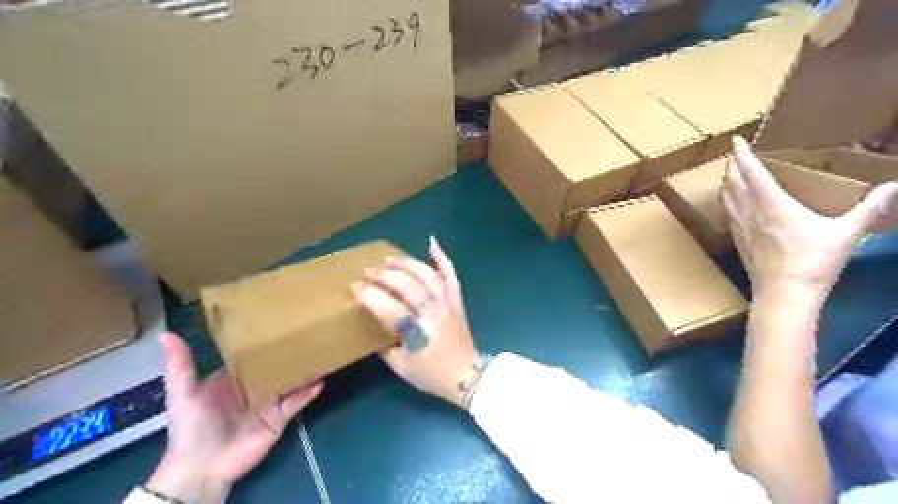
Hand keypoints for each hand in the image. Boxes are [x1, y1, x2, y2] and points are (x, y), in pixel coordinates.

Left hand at [148, 332, 325, 501]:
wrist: (203, 467)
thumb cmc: (192, 427)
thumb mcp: (183, 393)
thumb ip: (180, 365)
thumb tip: (165, 334)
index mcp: (231, 380)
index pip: (249, 357)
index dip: (261, 342)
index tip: (277, 322)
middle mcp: (252, 388)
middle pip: (273, 367)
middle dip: (287, 353)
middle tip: (306, 332)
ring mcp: (268, 403)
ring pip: (288, 382)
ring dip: (301, 370)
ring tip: (319, 351)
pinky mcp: (279, 418)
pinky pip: (297, 402)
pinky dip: (308, 392)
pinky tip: (320, 380)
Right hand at [351, 237, 479, 406]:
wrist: (465, 374)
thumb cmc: (430, 373)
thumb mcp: (399, 367)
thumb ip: (383, 344)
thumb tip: (371, 320)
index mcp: (417, 333)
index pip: (390, 308)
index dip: (370, 295)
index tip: (355, 287)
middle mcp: (434, 313)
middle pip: (408, 286)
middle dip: (385, 275)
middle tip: (368, 271)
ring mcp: (448, 303)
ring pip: (427, 275)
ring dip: (406, 263)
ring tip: (388, 259)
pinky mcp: (457, 300)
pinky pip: (451, 275)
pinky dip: (442, 258)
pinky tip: (431, 243)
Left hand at [721, 136, 896, 301]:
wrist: (783, 293)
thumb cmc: (813, 262)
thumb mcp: (846, 233)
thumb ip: (869, 209)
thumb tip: (895, 186)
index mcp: (772, 204)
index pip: (752, 172)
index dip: (742, 154)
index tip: (734, 140)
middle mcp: (750, 211)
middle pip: (733, 182)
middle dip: (731, 166)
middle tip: (734, 155)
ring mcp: (740, 227)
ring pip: (726, 198)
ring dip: (726, 183)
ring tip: (728, 175)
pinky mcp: (737, 240)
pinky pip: (727, 213)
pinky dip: (726, 201)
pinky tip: (730, 204)